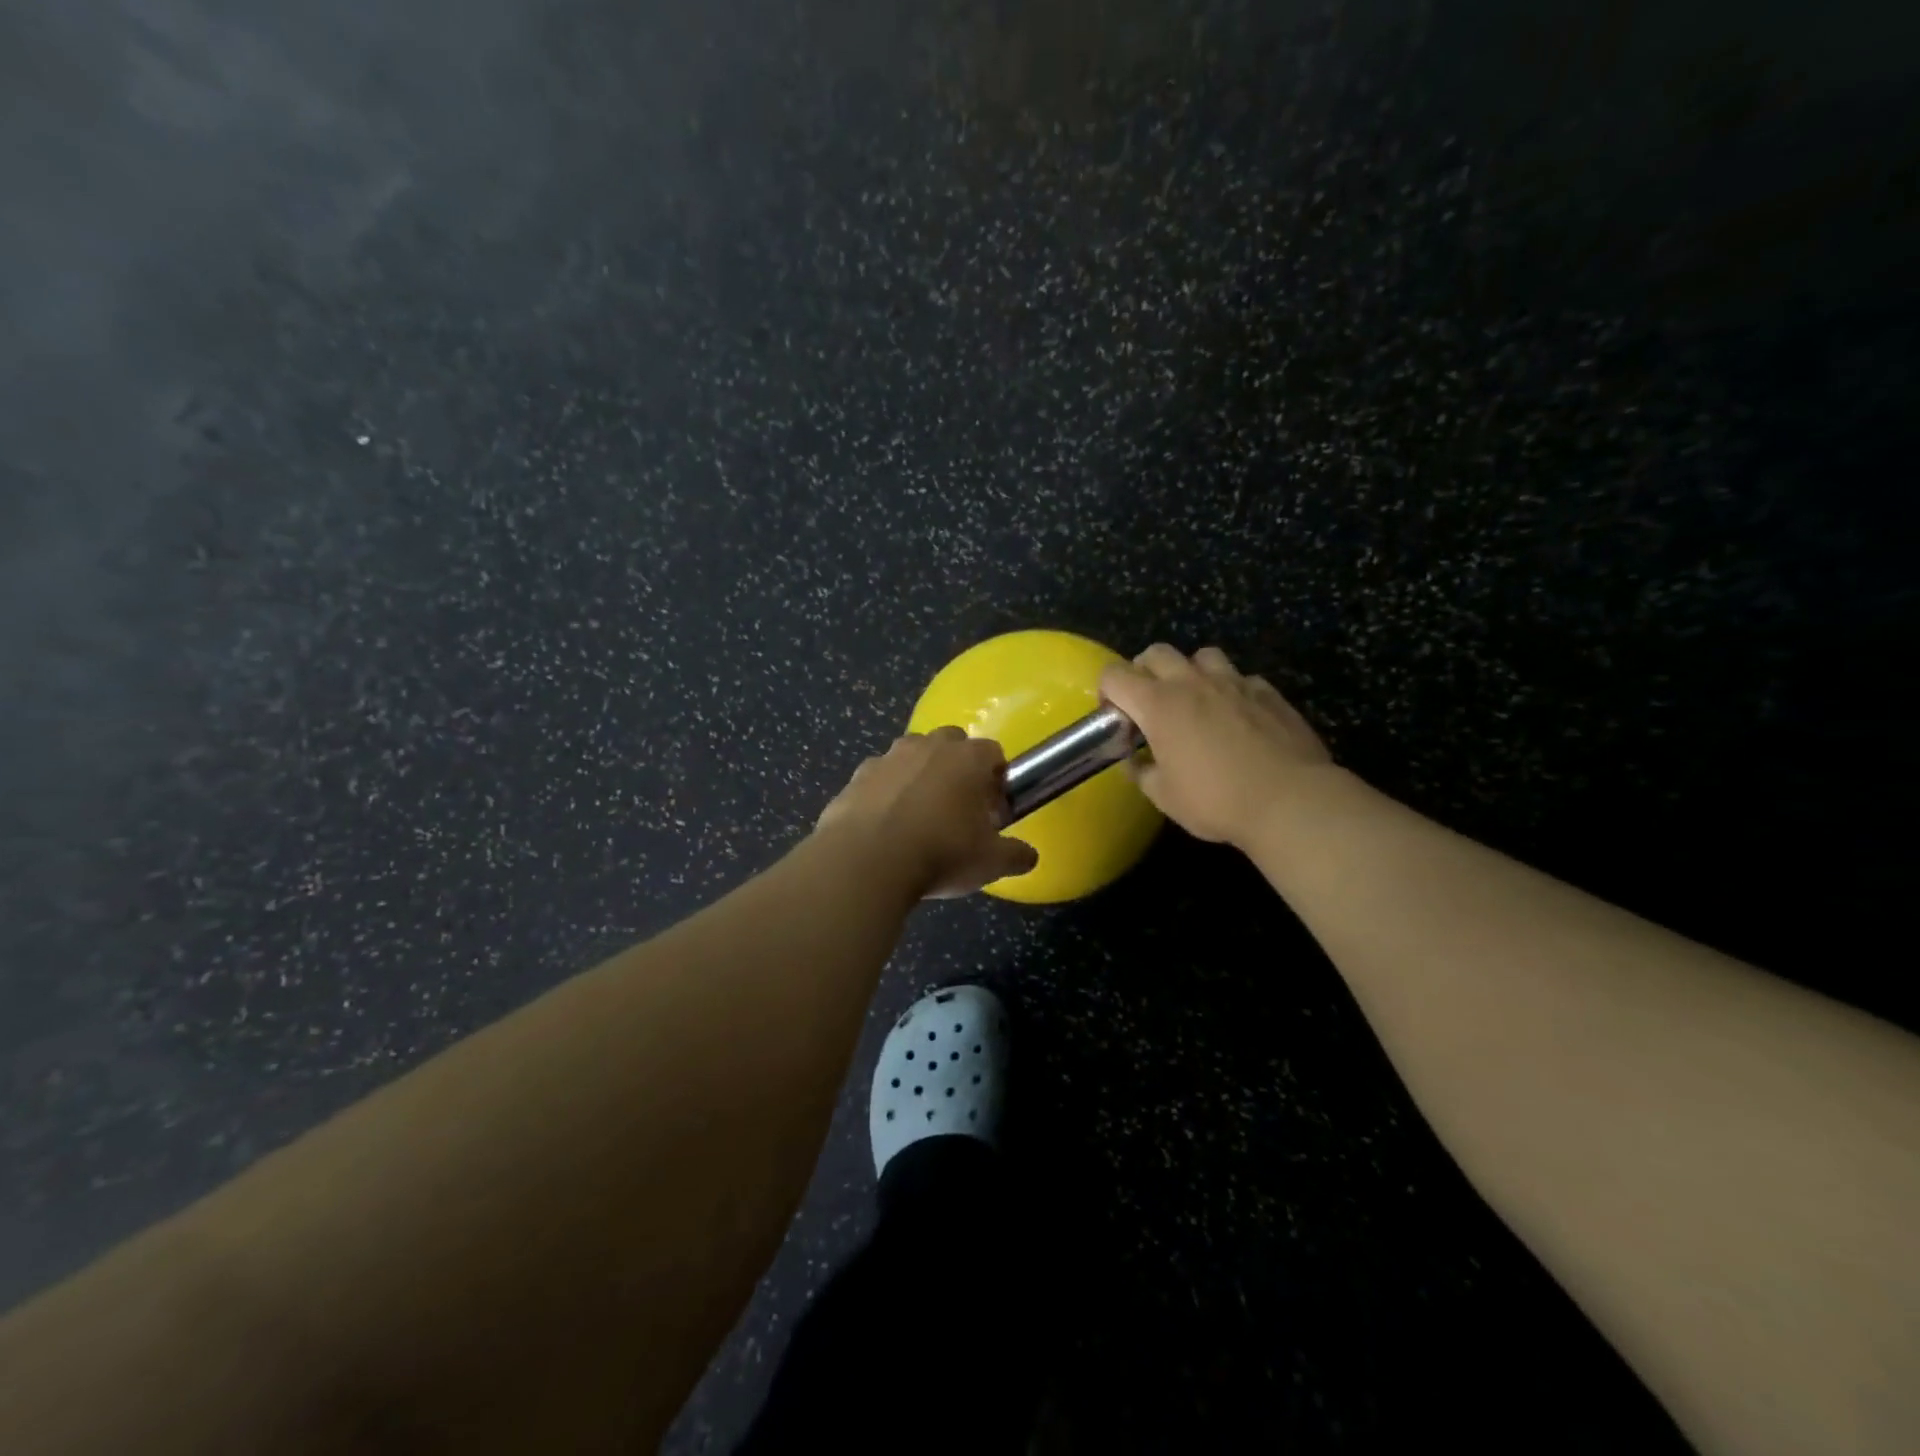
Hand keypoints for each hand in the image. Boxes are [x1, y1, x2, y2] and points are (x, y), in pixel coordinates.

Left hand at [815, 728, 1039, 897]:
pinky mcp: (856, 777)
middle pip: (951, 743)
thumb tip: (1028, 856)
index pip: (993, 753)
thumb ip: (1016, 855)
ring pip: (911, 756)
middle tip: (958, 809)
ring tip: (918, 818)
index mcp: (967, 759)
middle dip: (957, 768)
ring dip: (918, 776)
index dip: (997, 780)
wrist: (866, 861)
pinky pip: (878, 779)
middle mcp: (928, 747)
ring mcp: (887, 758)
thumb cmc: (940, 853)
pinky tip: (884, 827)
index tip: (994, 810)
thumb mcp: (990, 862)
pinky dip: (884, 794)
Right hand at [1099, 644, 1334, 847]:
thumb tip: (1135, 760)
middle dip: (1144, 671)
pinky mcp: (1267, 691)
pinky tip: (1236, 715)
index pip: (1115, 675)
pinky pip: (1240, 677)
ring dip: (1190, 671)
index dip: (1107, 691)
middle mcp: (1192, 683)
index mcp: (1158, 705)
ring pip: (1202, 655)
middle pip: (1156, 652)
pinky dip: (1230, 689)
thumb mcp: (1164, 796)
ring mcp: (1233, 682)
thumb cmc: (1216, 801)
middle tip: (1149, 703)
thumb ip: (1142, 771)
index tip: (1115, 715)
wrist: (1289, 800)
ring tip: (1195, 700)